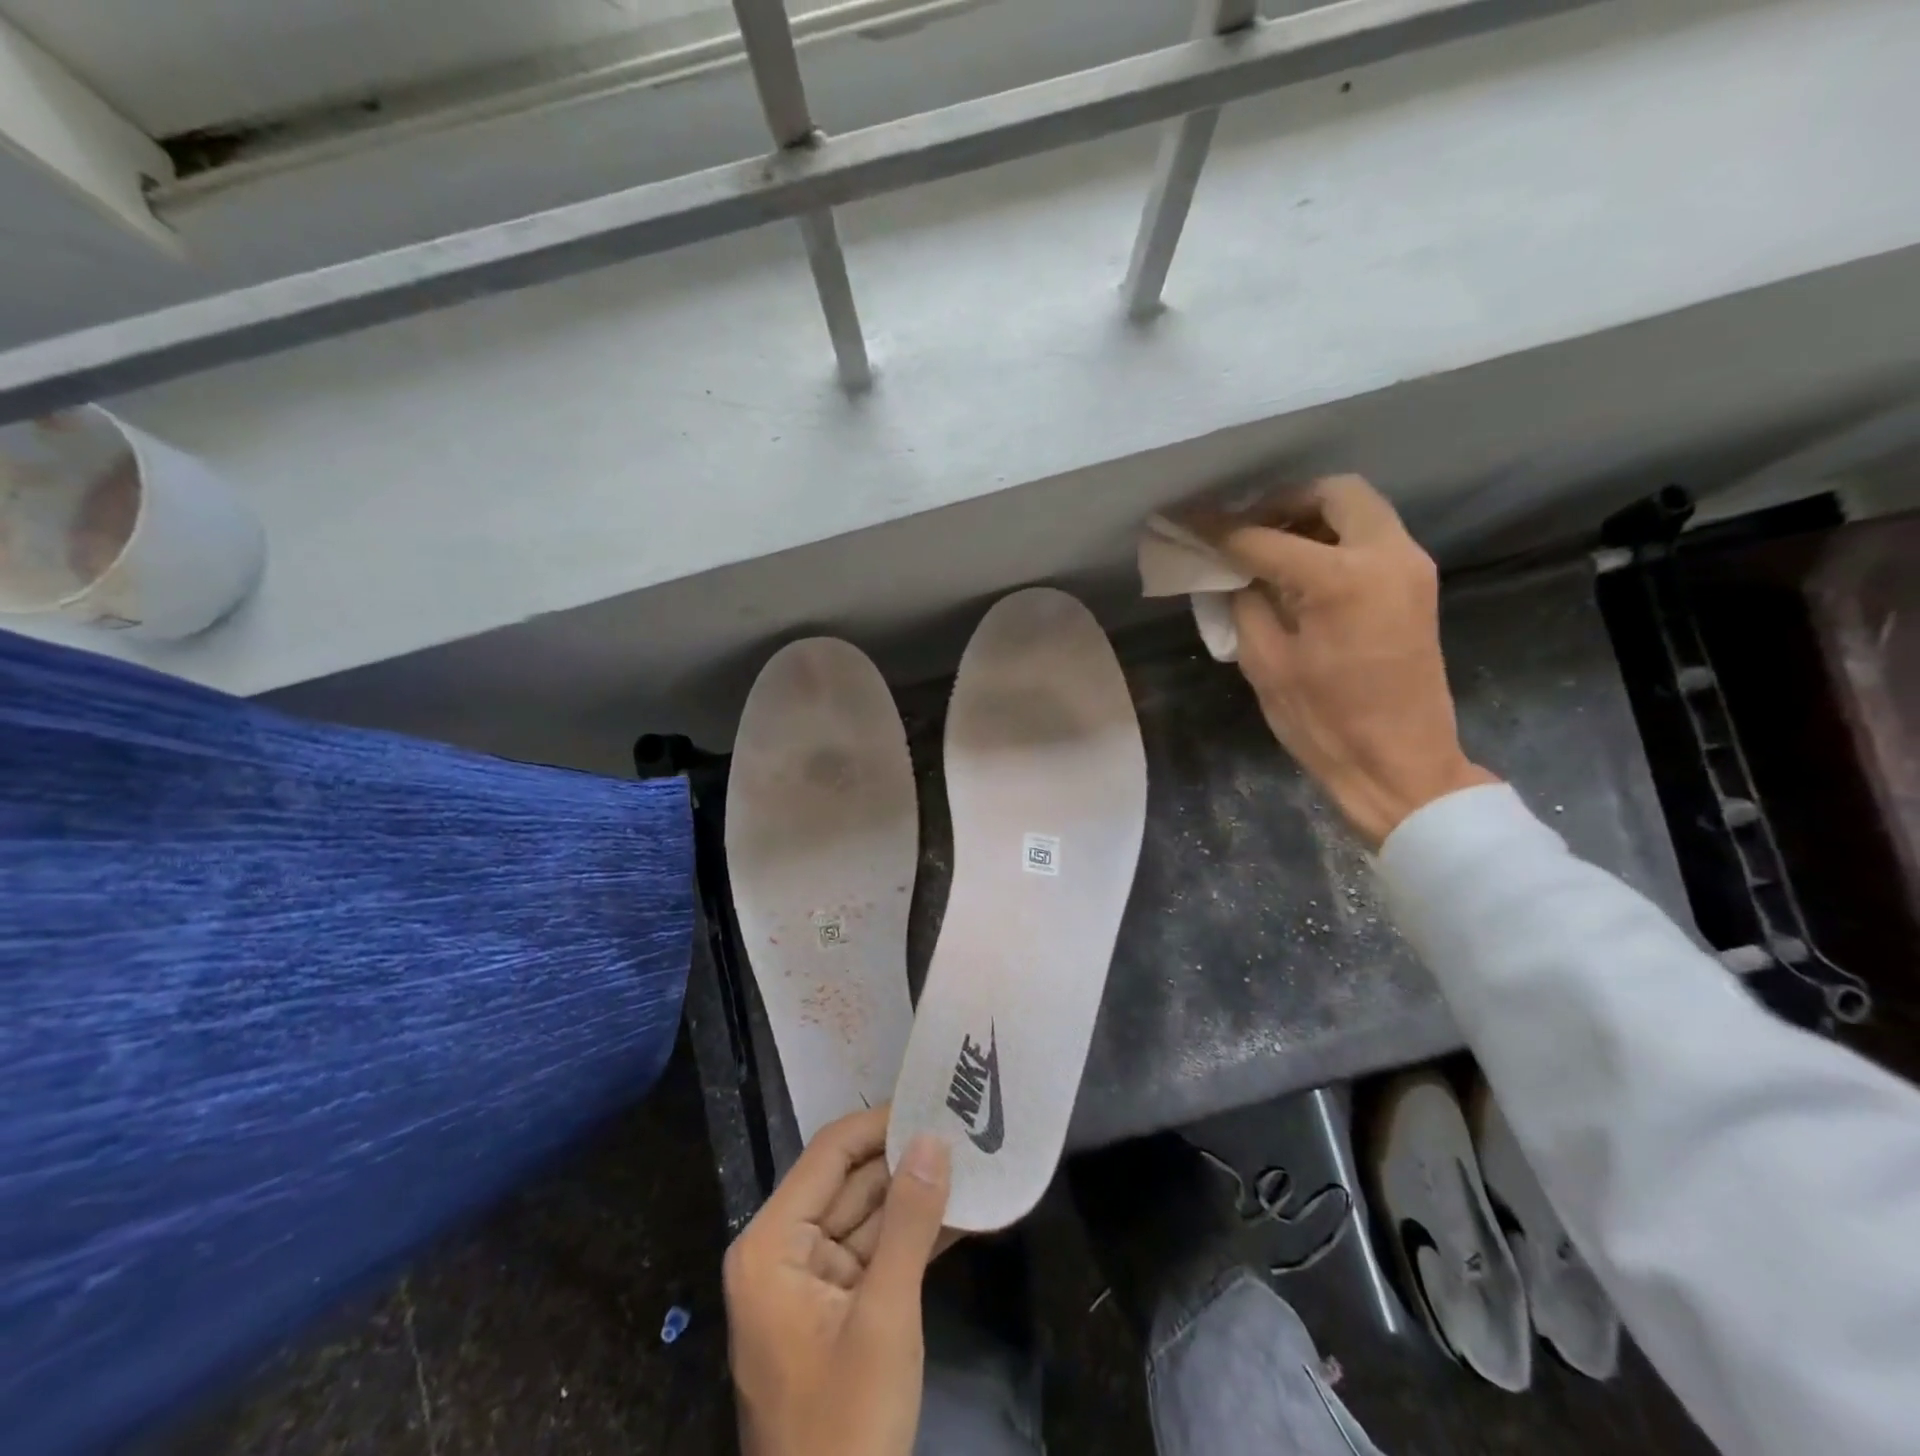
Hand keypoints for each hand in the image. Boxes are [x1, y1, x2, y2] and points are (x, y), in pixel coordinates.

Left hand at [724, 1107, 952, 1455]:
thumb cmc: (847, 1424)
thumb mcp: (885, 1316)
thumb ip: (910, 1220)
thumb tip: (933, 1138)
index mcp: (772, 1244)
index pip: (829, 1154)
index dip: (880, 1124)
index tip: (933, 1103)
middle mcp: (784, 1252)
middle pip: (850, 1183)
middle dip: (906, 1159)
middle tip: (962, 1127)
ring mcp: (810, 1283)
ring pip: (869, 1217)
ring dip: (917, 1196)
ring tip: (971, 1160)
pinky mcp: (837, 1311)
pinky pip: (876, 1255)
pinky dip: (914, 1238)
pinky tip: (961, 1213)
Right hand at [1216, 474, 1496, 849]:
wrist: (1399, 763)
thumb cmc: (1324, 722)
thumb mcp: (1266, 663)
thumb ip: (1245, 603)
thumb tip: (1233, 572)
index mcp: (1341, 579)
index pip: (1264, 538)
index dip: (1218, 529)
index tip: (1185, 520)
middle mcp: (1386, 555)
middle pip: (1333, 493)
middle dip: (1281, 503)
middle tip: (1245, 530)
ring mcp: (1410, 567)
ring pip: (1359, 509)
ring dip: (1311, 517)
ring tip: (1269, 548)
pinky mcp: (1417, 584)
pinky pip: (1372, 537)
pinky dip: (1334, 537)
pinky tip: (1301, 569)